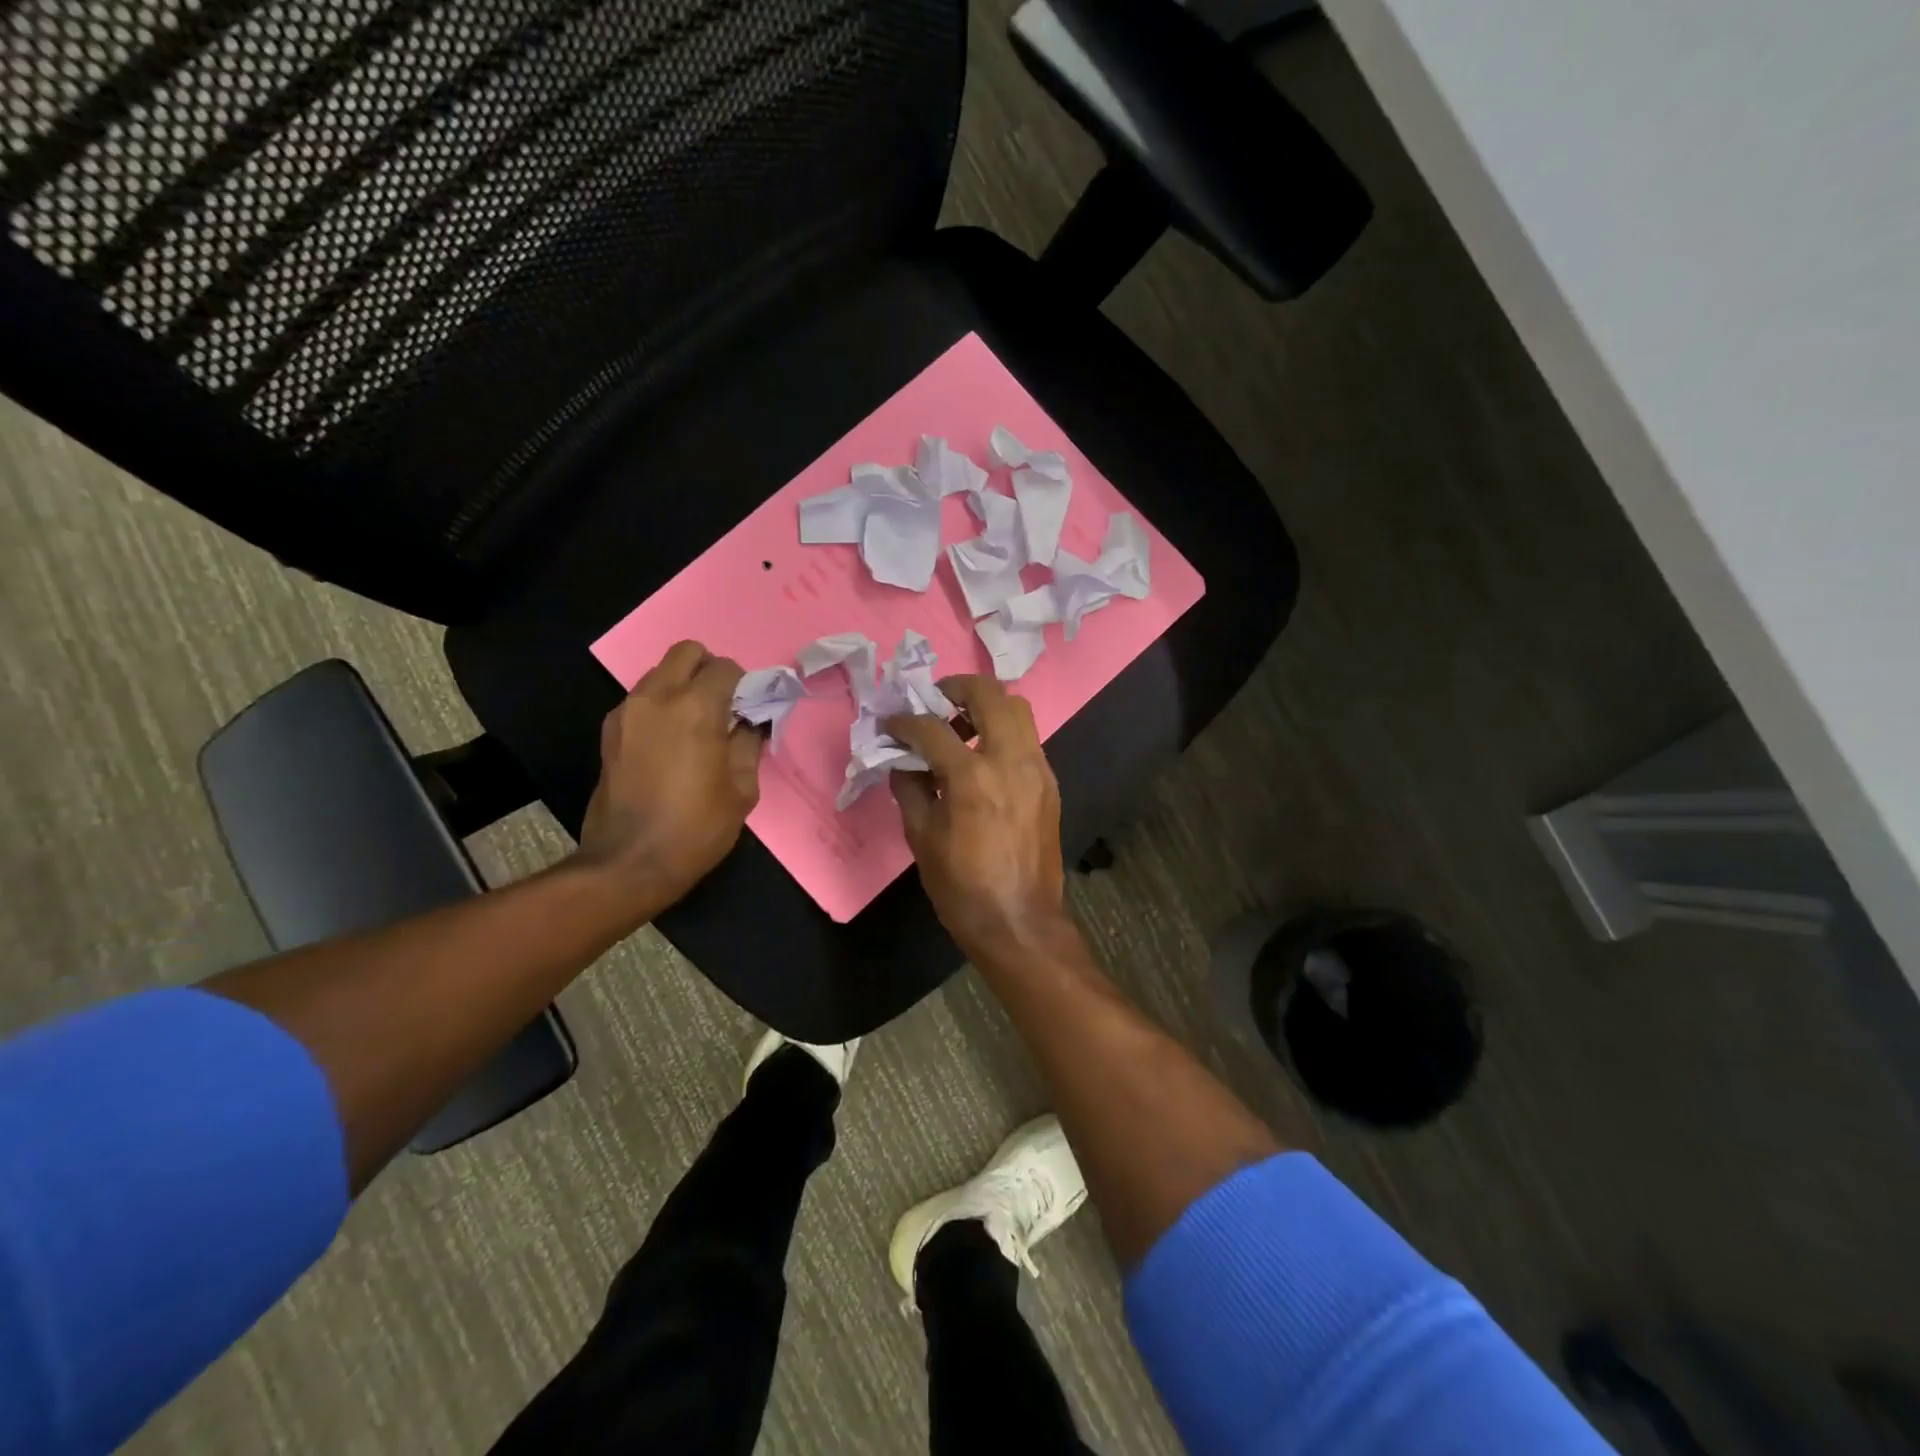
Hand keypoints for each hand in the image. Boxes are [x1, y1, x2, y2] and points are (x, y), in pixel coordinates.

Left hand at [578, 641, 763, 904]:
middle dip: (710, 669)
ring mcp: (627, 711)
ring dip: (683, 686)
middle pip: (687, 652)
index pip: (725, 668)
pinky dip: (661, 705)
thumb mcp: (742, 789)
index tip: (750, 708)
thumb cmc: (697, 827)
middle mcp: (657, 697)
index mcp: (696, 708)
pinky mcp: (610, 731)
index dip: (744, 684)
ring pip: (660, 673)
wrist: (629, 862)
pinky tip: (671, 742)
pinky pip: (642, 699)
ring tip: (697, 725)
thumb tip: (751, 723)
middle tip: (723, 704)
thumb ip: (748, 744)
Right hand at [885, 676, 1072, 962]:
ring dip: (986, 707)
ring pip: (1018, 709)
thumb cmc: (962, 887)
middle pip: (990, 693)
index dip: (905, 721)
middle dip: (957, 688)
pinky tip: (983, 759)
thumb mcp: (921, 838)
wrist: (1019, 922)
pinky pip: (1027, 739)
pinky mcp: (1050, 783)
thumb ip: (910, 787)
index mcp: (972, 777)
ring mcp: (1037, 769)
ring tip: (961, 728)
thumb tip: (903, 760)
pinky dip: (1003, 734)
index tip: (892, 724)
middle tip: (935, 702)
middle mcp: (1011, 760)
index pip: (932, 728)